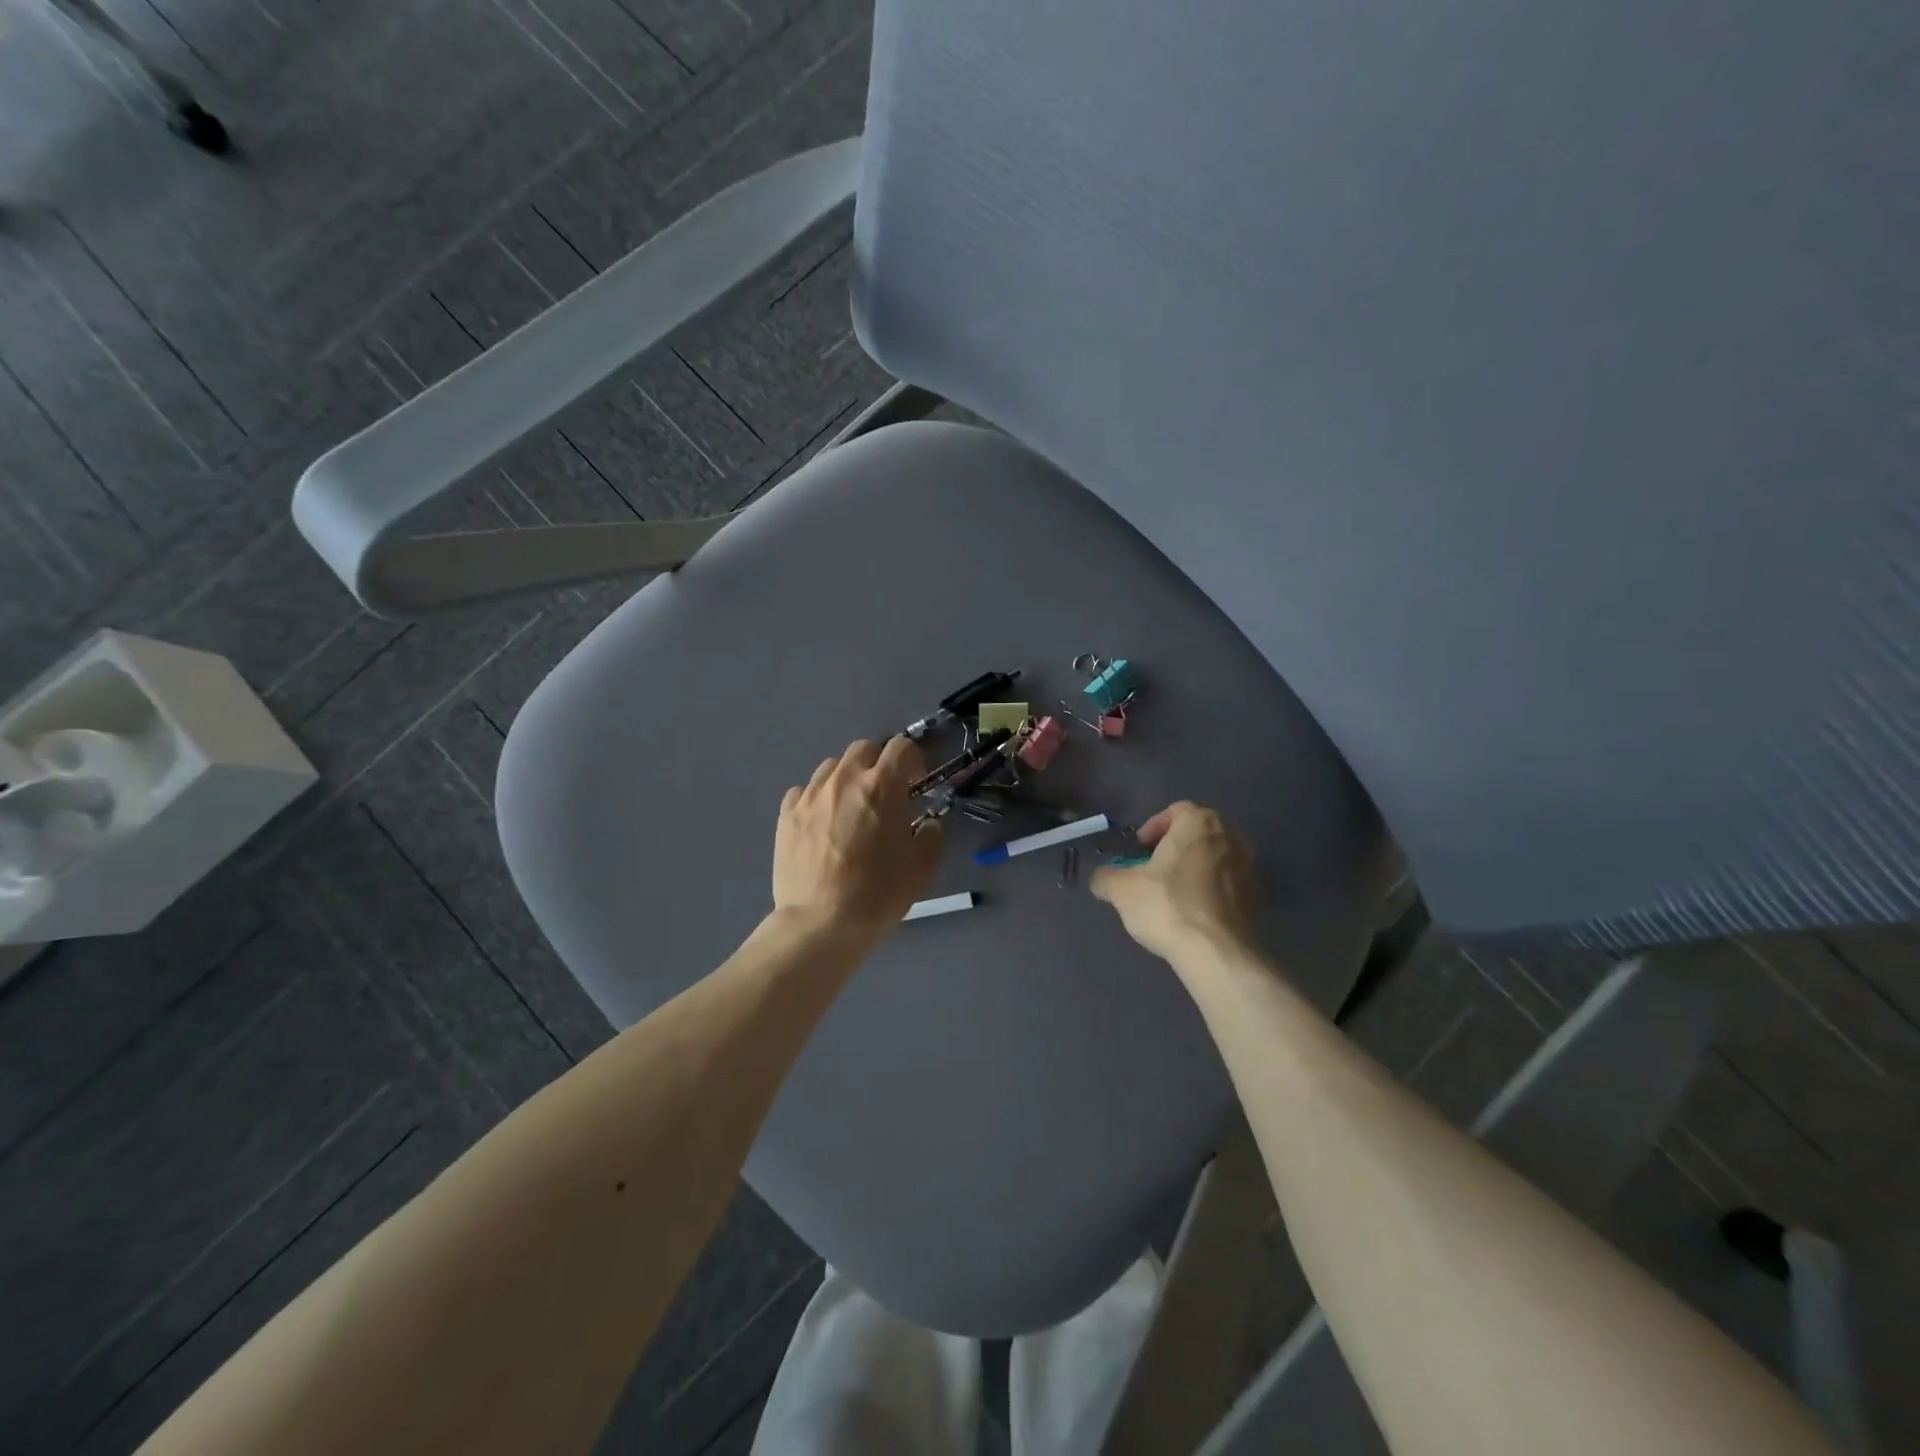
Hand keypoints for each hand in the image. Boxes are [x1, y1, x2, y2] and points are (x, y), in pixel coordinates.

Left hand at [773, 738, 942, 938]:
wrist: (820, 923)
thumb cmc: (878, 894)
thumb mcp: (921, 869)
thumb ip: (931, 837)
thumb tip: (928, 825)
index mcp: (881, 787)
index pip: (901, 747)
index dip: (914, 759)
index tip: (916, 783)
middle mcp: (844, 780)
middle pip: (864, 748)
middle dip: (879, 762)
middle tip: (886, 792)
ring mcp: (810, 795)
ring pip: (831, 766)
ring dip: (847, 777)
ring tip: (851, 806)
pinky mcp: (786, 815)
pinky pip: (803, 791)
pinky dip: (817, 798)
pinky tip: (821, 821)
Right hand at [1090, 802, 1259, 960]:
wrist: (1217, 953)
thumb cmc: (1167, 905)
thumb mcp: (1121, 889)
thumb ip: (1107, 877)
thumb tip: (1102, 879)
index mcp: (1199, 823)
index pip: (1175, 811)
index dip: (1153, 828)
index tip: (1139, 852)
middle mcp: (1231, 836)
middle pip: (1198, 834)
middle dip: (1175, 848)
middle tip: (1154, 871)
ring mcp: (1251, 867)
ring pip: (1216, 859)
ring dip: (1196, 870)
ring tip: (1174, 895)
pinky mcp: (1259, 897)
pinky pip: (1230, 885)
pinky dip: (1213, 892)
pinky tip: (1196, 915)